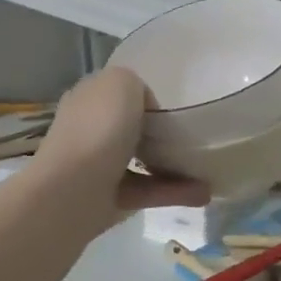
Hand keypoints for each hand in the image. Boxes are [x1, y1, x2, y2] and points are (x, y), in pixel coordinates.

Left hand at [36, 67, 208, 237]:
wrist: (72, 193)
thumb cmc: (97, 129)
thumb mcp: (121, 82)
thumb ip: (136, 84)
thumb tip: (147, 110)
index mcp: (88, 99)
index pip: (117, 91)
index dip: (144, 93)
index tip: (175, 101)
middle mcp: (91, 130)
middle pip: (131, 126)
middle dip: (161, 130)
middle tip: (194, 132)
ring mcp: (100, 166)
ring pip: (144, 160)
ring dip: (176, 164)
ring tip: (208, 166)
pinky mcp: (112, 198)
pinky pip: (150, 190)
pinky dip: (176, 191)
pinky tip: (204, 192)